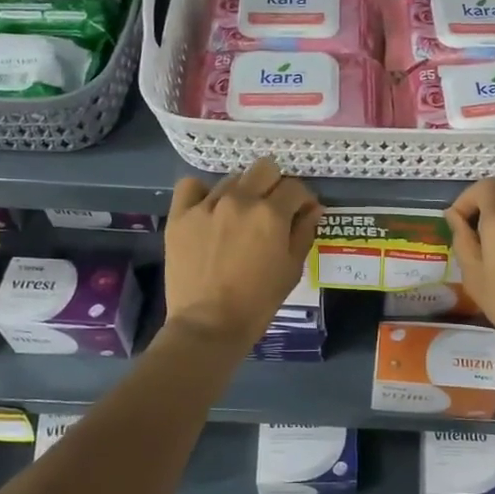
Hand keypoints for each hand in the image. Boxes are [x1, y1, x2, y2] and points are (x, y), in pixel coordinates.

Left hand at [164, 157, 321, 352]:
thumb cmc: (258, 302)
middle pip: (264, 169)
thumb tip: (313, 209)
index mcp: (271, 214)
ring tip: (238, 217)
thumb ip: (304, 232)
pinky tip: (208, 208)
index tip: (302, 212)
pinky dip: (202, 192)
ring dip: (242, 192)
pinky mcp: (180, 215)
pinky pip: (191, 186)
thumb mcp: (292, 269)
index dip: (303, 199)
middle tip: (272, 209)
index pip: (295, 187)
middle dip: (275, 185)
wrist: (208, 324)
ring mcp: (207, 205)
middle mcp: (240, 200)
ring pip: (232, 178)